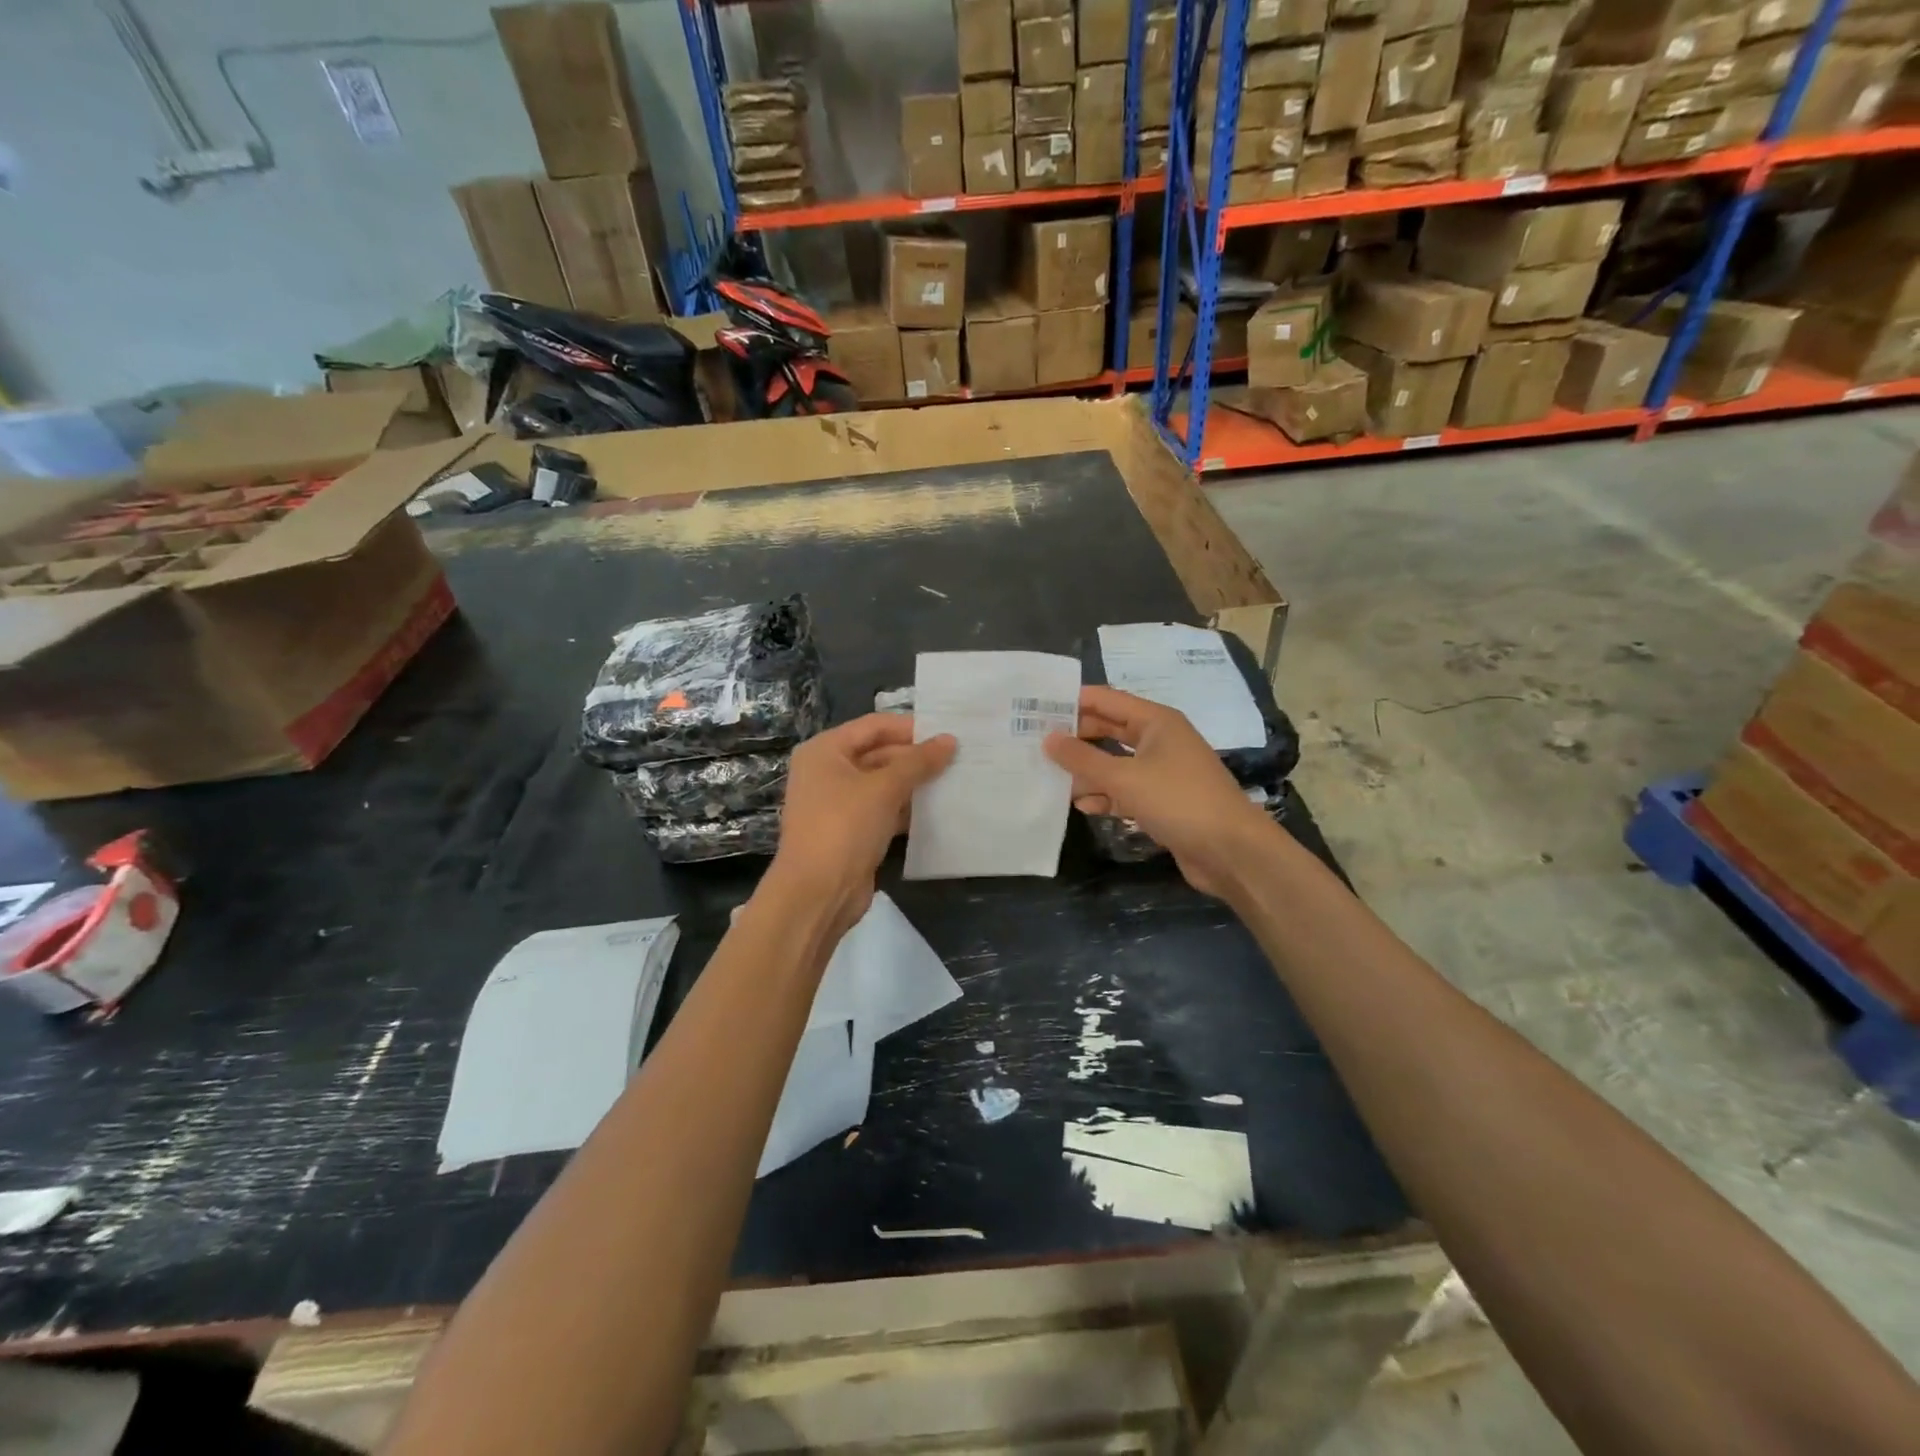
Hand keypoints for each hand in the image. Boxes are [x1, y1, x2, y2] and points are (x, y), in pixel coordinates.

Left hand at [767, 714, 955, 931]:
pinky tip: (937, 811)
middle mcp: (827, 771)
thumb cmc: (844, 827)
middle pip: (879, 753)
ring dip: (914, 784)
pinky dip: (906, 809)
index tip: (948, 732)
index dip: (911, 727)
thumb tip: (949, 740)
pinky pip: (883, 810)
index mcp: (825, 750)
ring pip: (883, 784)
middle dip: (916, 757)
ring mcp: (837, 803)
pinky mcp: (850, 831)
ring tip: (955, 780)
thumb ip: (918, 762)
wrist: (817, 893)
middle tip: (959, 758)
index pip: (874, 726)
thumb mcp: (884, 788)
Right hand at [1045, 686, 1273, 897]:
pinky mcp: (1162, 801)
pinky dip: (1105, 795)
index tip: (1034, 707)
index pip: (1106, 700)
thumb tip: (1048, 739)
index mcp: (1156, 721)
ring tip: (1050, 778)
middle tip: (1034, 744)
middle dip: (1075, 738)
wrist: (1231, 851)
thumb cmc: (1179, 801)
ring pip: (1114, 763)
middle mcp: (1159, 740)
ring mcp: (1161, 772)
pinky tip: (1083, 805)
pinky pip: (1124, 790)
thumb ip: (1083, 759)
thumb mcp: (1125, 778)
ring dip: (1087, 771)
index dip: (1072, 701)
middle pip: (1108, 731)